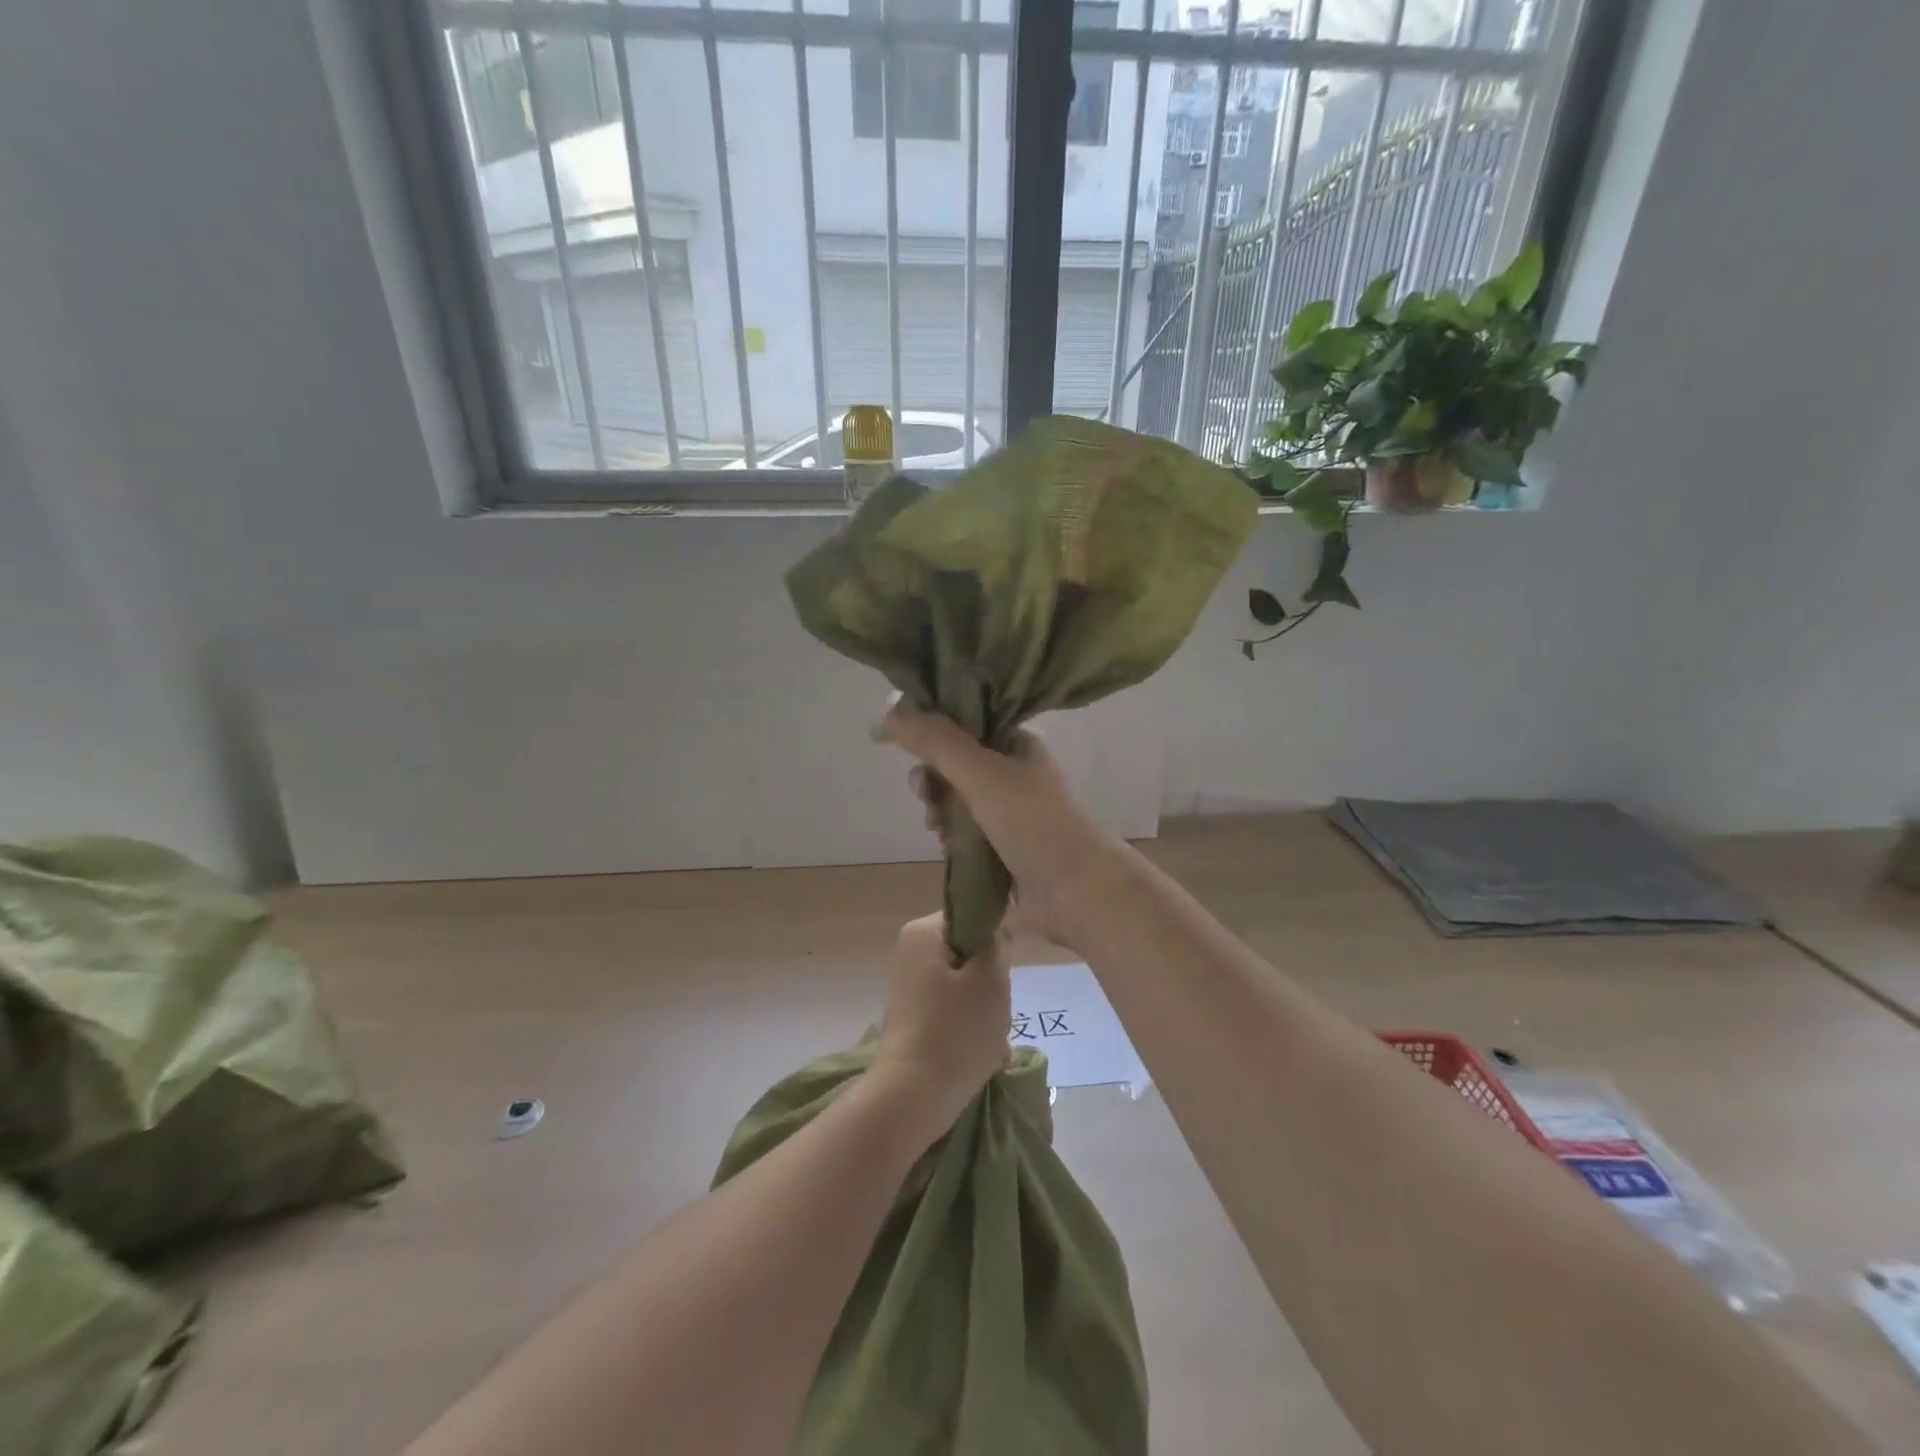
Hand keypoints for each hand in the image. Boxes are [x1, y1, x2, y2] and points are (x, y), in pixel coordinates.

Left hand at [871, 914, 1010, 1142]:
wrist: (913, 1097)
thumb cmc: (956, 1031)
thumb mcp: (991, 979)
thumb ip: (997, 943)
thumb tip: (997, 926)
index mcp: (923, 932)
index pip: (973, 916)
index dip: (996, 941)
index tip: (1005, 970)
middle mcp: (911, 951)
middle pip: (969, 952)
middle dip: (990, 980)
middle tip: (998, 1008)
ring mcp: (910, 985)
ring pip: (965, 984)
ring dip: (985, 1007)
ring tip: (992, 1037)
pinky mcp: (914, 1016)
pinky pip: (952, 1009)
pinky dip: (970, 1026)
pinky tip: (983, 1052)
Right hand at [877, 701, 1120, 950]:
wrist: (1076, 891)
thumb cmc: (1032, 822)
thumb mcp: (981, 773)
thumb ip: (935, 742)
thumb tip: (886, 712)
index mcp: (1016, 744)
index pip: (965, 723)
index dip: (934, 733)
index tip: (912, 751)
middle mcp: (1014, 772)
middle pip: (956, 764)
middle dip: (933, 778)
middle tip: (924, 795)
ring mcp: (1011, 812)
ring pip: (958, 799)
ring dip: (940, 809)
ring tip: (937, 827)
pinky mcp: (1004, 847)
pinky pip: (966, 831)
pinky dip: (951, 835)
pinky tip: (946, 846)